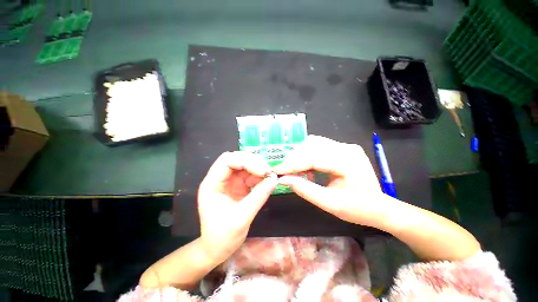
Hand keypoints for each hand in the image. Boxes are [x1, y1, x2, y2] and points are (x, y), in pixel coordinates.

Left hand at [198, 151, 277, 262]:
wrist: (218, 248)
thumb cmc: (223, 236)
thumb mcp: (242, 217)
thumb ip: (259, 196)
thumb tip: (274, 179)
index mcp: (212, 184)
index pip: (227, 161)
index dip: (245, 161)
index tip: (262, 171)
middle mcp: (220, 179)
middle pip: (236, 159)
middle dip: (253, 162)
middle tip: (268, 171)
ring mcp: (229, 181)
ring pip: (244, 165)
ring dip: (257, 168)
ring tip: (269, 176)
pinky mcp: (238, 186)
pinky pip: (249, 174)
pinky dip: (259, 175)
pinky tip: (265, 181)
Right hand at [273, 135, 384, 226]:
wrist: (379, 206)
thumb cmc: (358, 209)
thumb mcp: (330, 204)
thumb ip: (306, 190)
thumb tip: (284, 179)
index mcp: (348, 161)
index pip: (313, 157)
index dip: (293, 164)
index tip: (277, 170)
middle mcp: (346, 148)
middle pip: (311, 146)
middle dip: (294, 158)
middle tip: (284, 171)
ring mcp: (344, 146)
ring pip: (313, 143)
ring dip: (300, 155)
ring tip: (295, 170)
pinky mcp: (341, 148)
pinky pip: (318, 146)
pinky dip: (307, 155)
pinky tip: (307, 168)